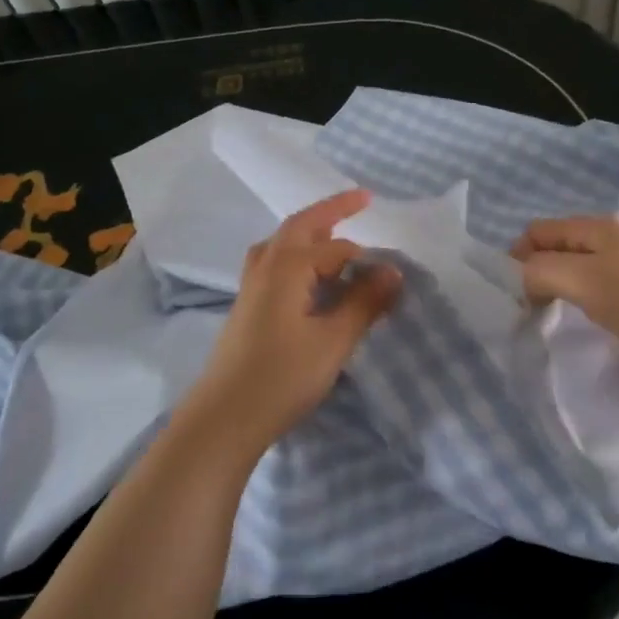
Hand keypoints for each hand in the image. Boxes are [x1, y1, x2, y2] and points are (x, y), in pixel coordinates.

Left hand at [182, 189, 400, 457]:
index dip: (368, 259)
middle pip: (299, 226)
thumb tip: (393, 271)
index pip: (336, 248)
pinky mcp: (246, 307)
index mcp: (288, 266)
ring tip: (331, 234)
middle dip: (331, 211)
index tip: (395, 276)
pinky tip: (306, 278)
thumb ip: (364, 303)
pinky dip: (295, 255)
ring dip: (308, 232)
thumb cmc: (282, 377)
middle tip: (361, 200)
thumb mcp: (333, 341)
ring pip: (281, 244)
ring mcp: (251, 287)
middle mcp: (266, 266)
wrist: (223, 418)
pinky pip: (273, 263)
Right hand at [512, 215, 618, 374]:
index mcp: (594, 227)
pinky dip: (583, 295)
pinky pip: (598, 281)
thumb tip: (522, 276)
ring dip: (560, 284)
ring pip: (577, 264)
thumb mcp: (582, 281)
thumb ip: (541, 271)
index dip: (517, 256)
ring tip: (556, 313)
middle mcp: (610, 235)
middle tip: (531, 305)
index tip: (516, 293)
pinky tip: (591, 315)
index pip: (537, 230)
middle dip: (537, 270)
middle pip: (557, 245)